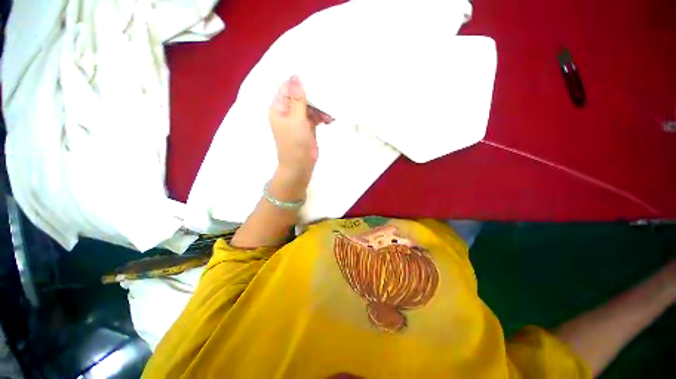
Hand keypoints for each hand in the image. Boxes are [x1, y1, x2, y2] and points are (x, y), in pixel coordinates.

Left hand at [268, 76, 332, 177]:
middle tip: (327, 96)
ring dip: (320, 108)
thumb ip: (298, 99)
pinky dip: (322, 117)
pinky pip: (315, 116)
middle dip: (313, 97)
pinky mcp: (307, 127)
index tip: (315, 77)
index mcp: (279, 107)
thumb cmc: (295, 143)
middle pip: (300, 96)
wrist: (300, 166)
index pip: (287, 87)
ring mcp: (298, 120)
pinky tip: (329, 120)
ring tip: (329, 115)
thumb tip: (296, 76)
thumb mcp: (296, 119)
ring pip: (310, 106)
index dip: (299, 82)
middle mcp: (287, 111)